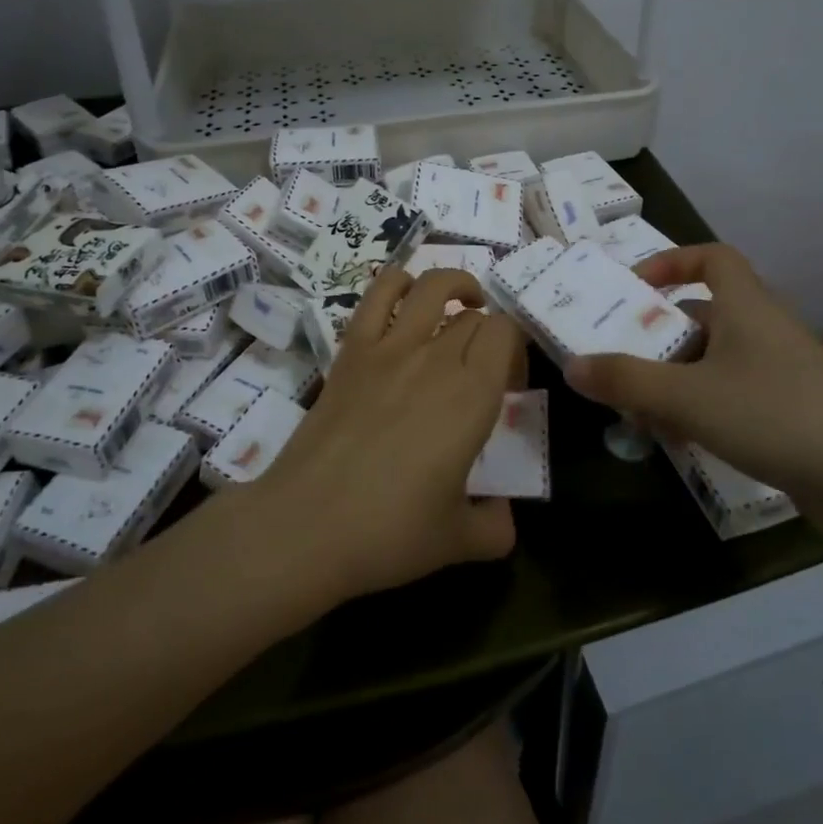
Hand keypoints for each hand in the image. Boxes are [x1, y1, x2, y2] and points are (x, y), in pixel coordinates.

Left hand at [252, 267, 523, 602]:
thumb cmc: (389, 533)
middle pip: (475, 317)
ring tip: (461, 305)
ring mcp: (390, 347)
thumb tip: (504, 515)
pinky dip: (399, 283)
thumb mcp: (458, 541)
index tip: (509, 382)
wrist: (307, 525)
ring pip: (433, 287)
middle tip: (482, 369)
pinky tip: (408, 299)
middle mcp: (437, 358)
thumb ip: (495, 526)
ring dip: (456, 286)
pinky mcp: (352, 349)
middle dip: (488, 334)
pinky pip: (378, 294)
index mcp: (473, 396)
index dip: (515, 348)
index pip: (507, 334)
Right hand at [564, 243, 822, 499]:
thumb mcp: (687, 396)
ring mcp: (783, 375)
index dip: (673, 261)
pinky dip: (703, 410)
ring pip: (717, 363)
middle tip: (621, 359)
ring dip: (677, 380)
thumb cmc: (775, 414)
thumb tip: (572, 366)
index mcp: (745, 306)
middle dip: (661, 336)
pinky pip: (735, 398)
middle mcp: (764, 331)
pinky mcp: (793, 415)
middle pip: (706, 316)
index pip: (713, 257)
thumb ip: (626, 381)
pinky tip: (680, 442)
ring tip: (638, 411)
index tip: (636, 286)